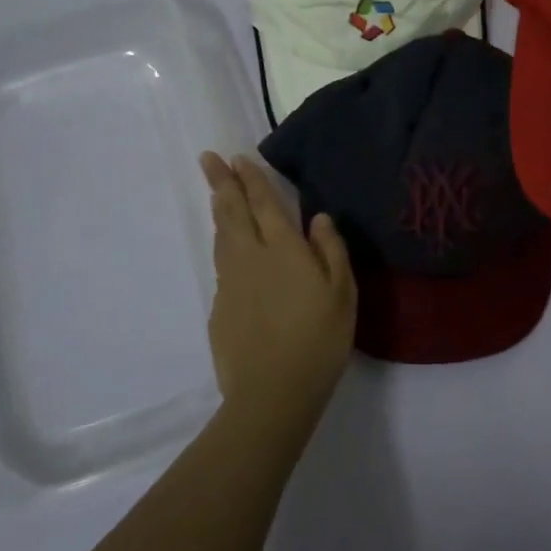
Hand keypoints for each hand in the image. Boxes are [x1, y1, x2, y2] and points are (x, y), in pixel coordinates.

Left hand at [198, 152, 356, 421]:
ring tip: (217, 195)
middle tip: (208, 159)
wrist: (271, 393)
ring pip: (222, 236)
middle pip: (231, 212)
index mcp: (282, 248)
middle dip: (221, 182)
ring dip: (220, 211)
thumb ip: (331, 250)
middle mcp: (250, 256)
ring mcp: (230, 282)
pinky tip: (229, 250)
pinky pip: (221, 264)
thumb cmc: (318, 339)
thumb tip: (319, 217)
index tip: (237, 158)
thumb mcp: (342, 293)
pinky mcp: (219, 307)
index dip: (251, 179)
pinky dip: (223, 246)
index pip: (263, 203)